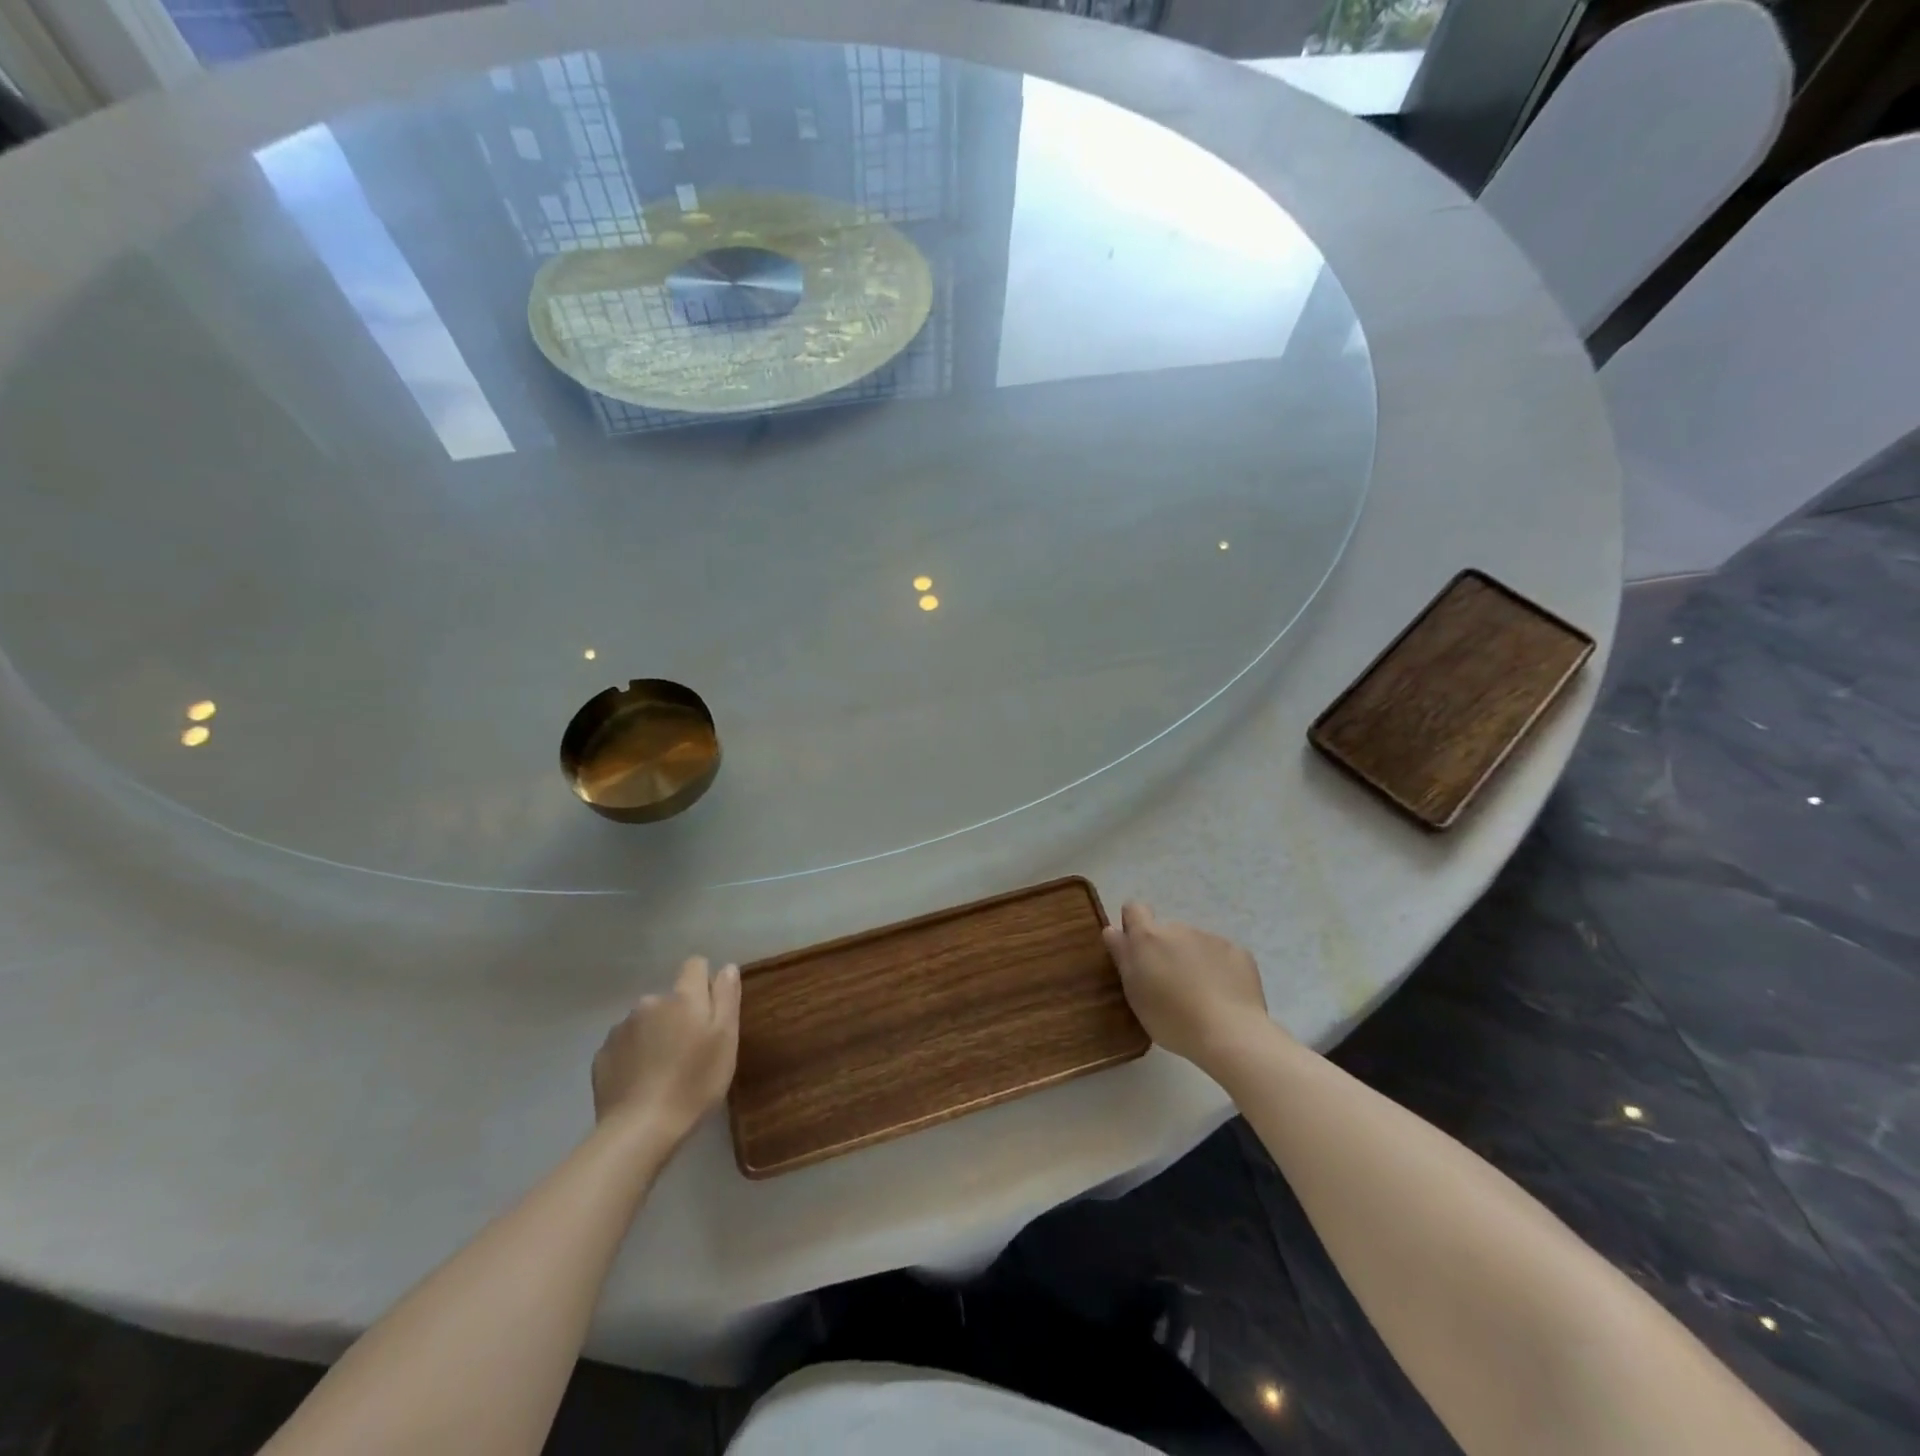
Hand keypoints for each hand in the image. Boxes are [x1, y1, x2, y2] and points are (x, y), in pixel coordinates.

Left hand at [592, 957, 740, 1146]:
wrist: (639, 1129)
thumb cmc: (694, 1083)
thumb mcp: (725, 1039)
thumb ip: (726, 997)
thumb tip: (727, 967)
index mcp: (683, 997)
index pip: (695, 965)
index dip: (705, 982)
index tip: (710, 1011)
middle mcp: (650, 1002)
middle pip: (670, 998)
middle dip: (679, 1015)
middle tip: (689, 1051)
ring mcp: (621, 1028)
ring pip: (646, 1021)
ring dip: (655, 1034)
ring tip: (662, 1070)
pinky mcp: (602, 1054)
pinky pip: (625, 1044)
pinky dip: (634, 1055)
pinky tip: (641, 1082)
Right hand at [1103, 902, 1275, 1069]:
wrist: (1230, 1034)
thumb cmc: (1172, 1019)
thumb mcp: (1135, 993)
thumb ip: (1123, 957)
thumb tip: (1112, 930)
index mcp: (1148, 938)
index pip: (1134, 909)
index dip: (1133, 924)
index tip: (1137, 950)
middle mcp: (1178, 929)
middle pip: (1166, 932)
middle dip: (1166, 951)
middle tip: (1170, 985)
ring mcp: (1211, 938)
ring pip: (1194, 944)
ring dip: (1192, 960)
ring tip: (1200, 995)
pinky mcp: (1238, 952)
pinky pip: (1222, 955)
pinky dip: (1220, 969)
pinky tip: (1224, 996)